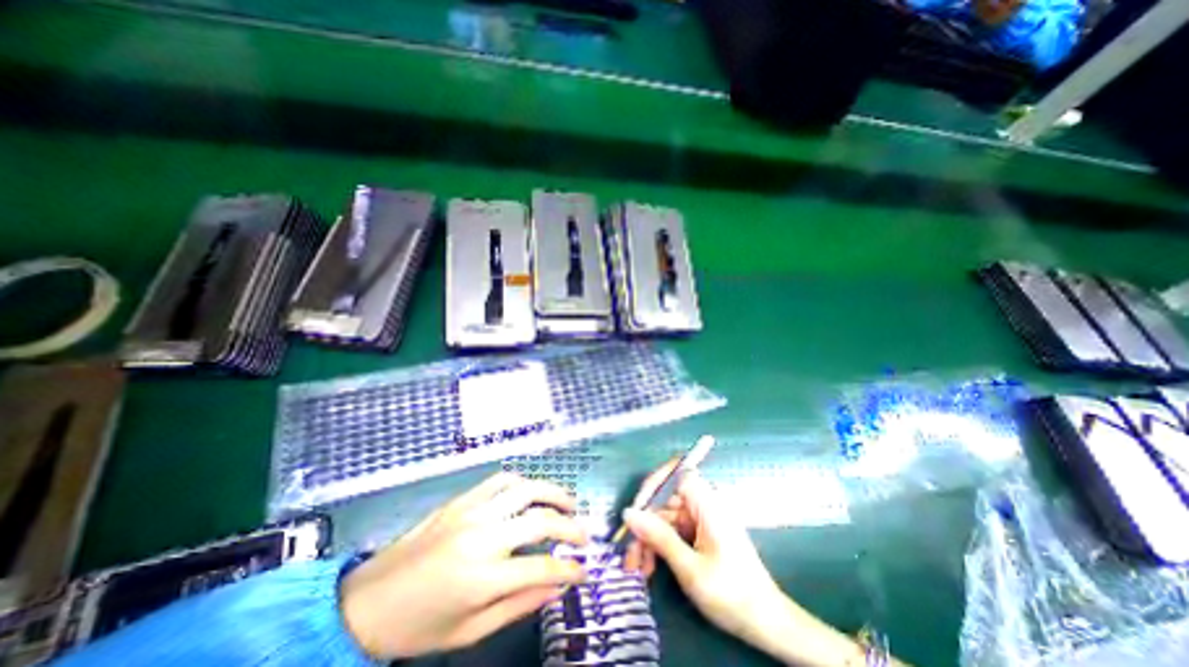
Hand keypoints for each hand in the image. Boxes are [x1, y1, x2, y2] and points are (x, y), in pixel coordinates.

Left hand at [340, 473, 588, 657]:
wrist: (365, 603)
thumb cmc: (418, 627)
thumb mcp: (470, 632)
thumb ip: (519, 605)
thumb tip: (556, 587)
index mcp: (482, 578)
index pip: (542, 568)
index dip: (570, 569)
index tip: (584, 569)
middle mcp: (482, 537)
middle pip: (540, 520)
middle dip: (570, 526)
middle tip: (583, 533)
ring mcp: (471, 512)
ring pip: (525, 489)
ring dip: (553, 493)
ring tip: (567, 504)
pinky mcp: (461, 500)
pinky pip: (500, 480)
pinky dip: (523, 483)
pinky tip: (531, 493)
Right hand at [617, 464, 787, 645]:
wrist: (767, 624)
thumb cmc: (732, 594)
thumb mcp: (690, 568)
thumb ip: (659, 537)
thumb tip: (629, 513)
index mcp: (708, 503)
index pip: (676, 473)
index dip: (653, 485)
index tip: (635, 510)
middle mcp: (704, 504)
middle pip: (666, 500)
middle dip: (646, 525)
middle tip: (630, 555)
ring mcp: (702, 518)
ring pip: (666, 517)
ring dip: (650, 540)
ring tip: (638, 569)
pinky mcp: (701, 532)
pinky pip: (674, 530)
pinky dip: (661, 546)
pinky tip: (650, 567)